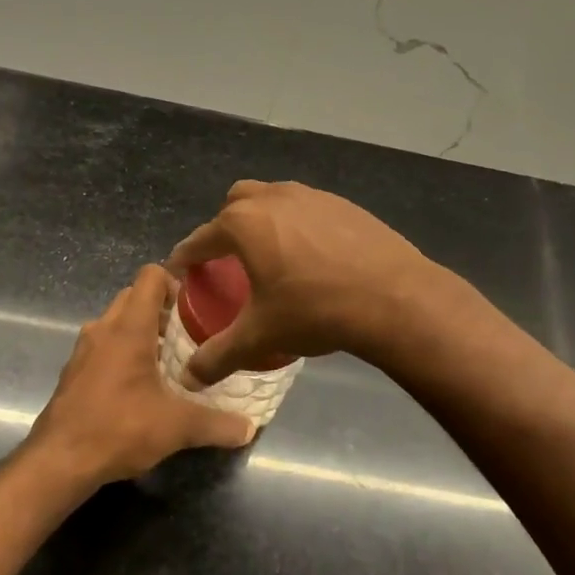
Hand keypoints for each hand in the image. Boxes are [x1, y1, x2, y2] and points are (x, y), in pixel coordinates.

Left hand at [24, 265, 255, 488]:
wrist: (59, 461)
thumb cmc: (119, 428)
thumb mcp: (177, 427)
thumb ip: (217, 424)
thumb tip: (249, 428)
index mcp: (129, 327)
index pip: (150, 276)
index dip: (174, 280)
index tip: (195, 305)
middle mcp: (103, 329)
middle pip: (133, 296)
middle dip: (161, 308)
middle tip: (188, 333)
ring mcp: (83, 350)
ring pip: (116, 322)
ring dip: (140, 331)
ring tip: (169, 359)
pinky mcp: (73, 372)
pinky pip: (103, 346)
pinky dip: (122, 352)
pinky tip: (140, 385)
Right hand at [166, 180, 442, 386]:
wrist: (394, 298)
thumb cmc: (315, 311)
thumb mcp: (260, 336)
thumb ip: (218, 355)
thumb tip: (189, 378)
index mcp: (243, 224)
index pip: (200, 238)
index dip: (186, 256)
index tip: (180, 270)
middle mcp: (272, 198)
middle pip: (235, 204)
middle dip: (224, 227)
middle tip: (228, 260)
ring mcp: (311, 196)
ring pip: (272, 198)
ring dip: (262, 220)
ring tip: (270, 254)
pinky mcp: (343, 203)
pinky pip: (306, 207)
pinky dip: (297, 224)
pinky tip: (311, 256)